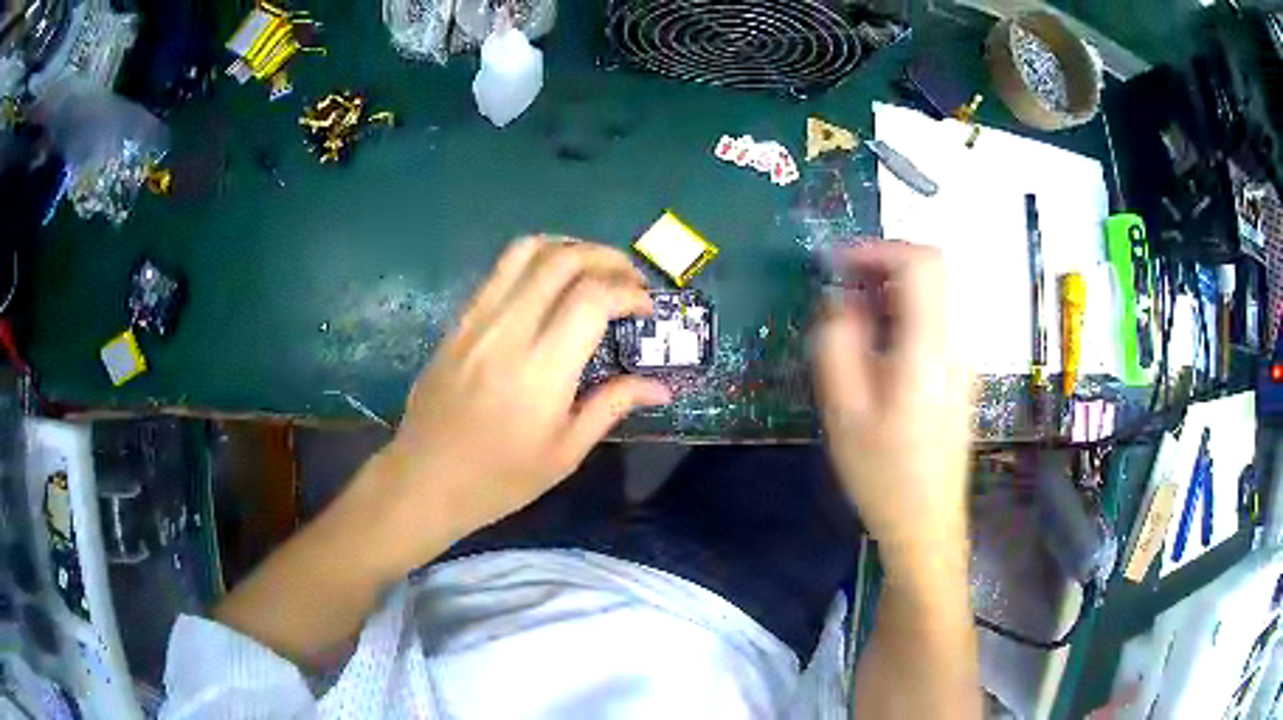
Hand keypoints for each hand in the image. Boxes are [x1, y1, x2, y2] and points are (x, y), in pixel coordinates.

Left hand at [349, 237, 670, 572]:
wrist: (425, 478)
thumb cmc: (499, 478)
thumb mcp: (565, 452)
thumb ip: (612, 406)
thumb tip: (661, 387)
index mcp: (541, 369)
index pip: (592, 298)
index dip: (629, 292)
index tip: (647, 308)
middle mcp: (508, 330)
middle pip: (563, 260)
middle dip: (606, 258)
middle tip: (629, 279)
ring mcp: (477, 319)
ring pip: (526, 251)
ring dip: (569, 247)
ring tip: (593, 267)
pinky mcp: (459, 320)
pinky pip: (499, 270)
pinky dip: (535, 260)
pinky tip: (550, 283)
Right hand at [812, 241, 972, 574]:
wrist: (927, 522)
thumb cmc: (882, 474)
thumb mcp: (844, 410)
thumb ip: (837, 342)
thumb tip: (841, 299)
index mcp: (930, 348)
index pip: (921, 264)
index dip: (878, 249)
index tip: (839, 262)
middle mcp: (957, 343)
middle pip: (935, 269)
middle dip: (887, 263)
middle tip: (846, 285)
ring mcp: (966, 358)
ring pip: (939, 293)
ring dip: (897, 288)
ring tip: (857, 316)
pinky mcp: (963, 373)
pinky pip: (940, 320)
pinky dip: (909, 312)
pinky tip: (881, 345)